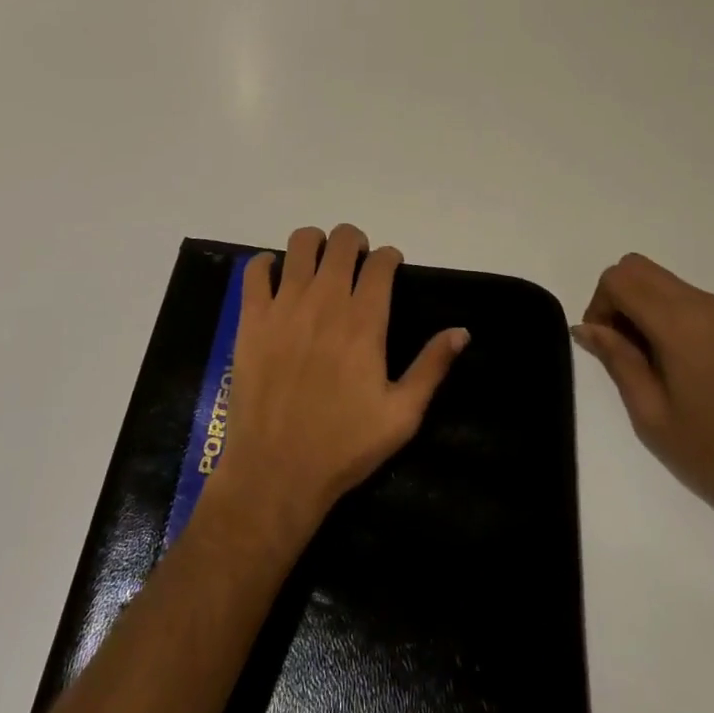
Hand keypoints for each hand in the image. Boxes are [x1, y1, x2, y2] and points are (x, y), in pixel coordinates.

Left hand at [206, 224, 468, 547]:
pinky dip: (266, 264)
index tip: (390, 268)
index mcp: (364, 322)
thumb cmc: (344, 446)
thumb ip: (432, 367)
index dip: (389, 257)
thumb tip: (462, 331)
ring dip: (315, 244)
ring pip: (300, 244)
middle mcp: (325, 302)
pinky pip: (255, 270)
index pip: (380, 262)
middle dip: (354, 242)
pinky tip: (276, 277)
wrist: (276, 472)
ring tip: (319, 264)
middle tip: (356, 263)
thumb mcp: (401, 415)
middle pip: (341, 241)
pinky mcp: (251, 318)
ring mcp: (284, 306)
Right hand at [573, 254, 713, 550]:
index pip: (619, 279)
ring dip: (652, 309)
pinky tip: (696, 368)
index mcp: (680, 323)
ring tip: (661, 363)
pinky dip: (684, 321)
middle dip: (621, 298)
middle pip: (643, 269)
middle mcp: (710, 304)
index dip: (600, 304)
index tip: (604, 344)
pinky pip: (704, 305)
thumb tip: (586, 327)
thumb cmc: (709, 452)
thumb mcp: (648, 411)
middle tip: (624, 347)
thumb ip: (616, 357)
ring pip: (673, 285)